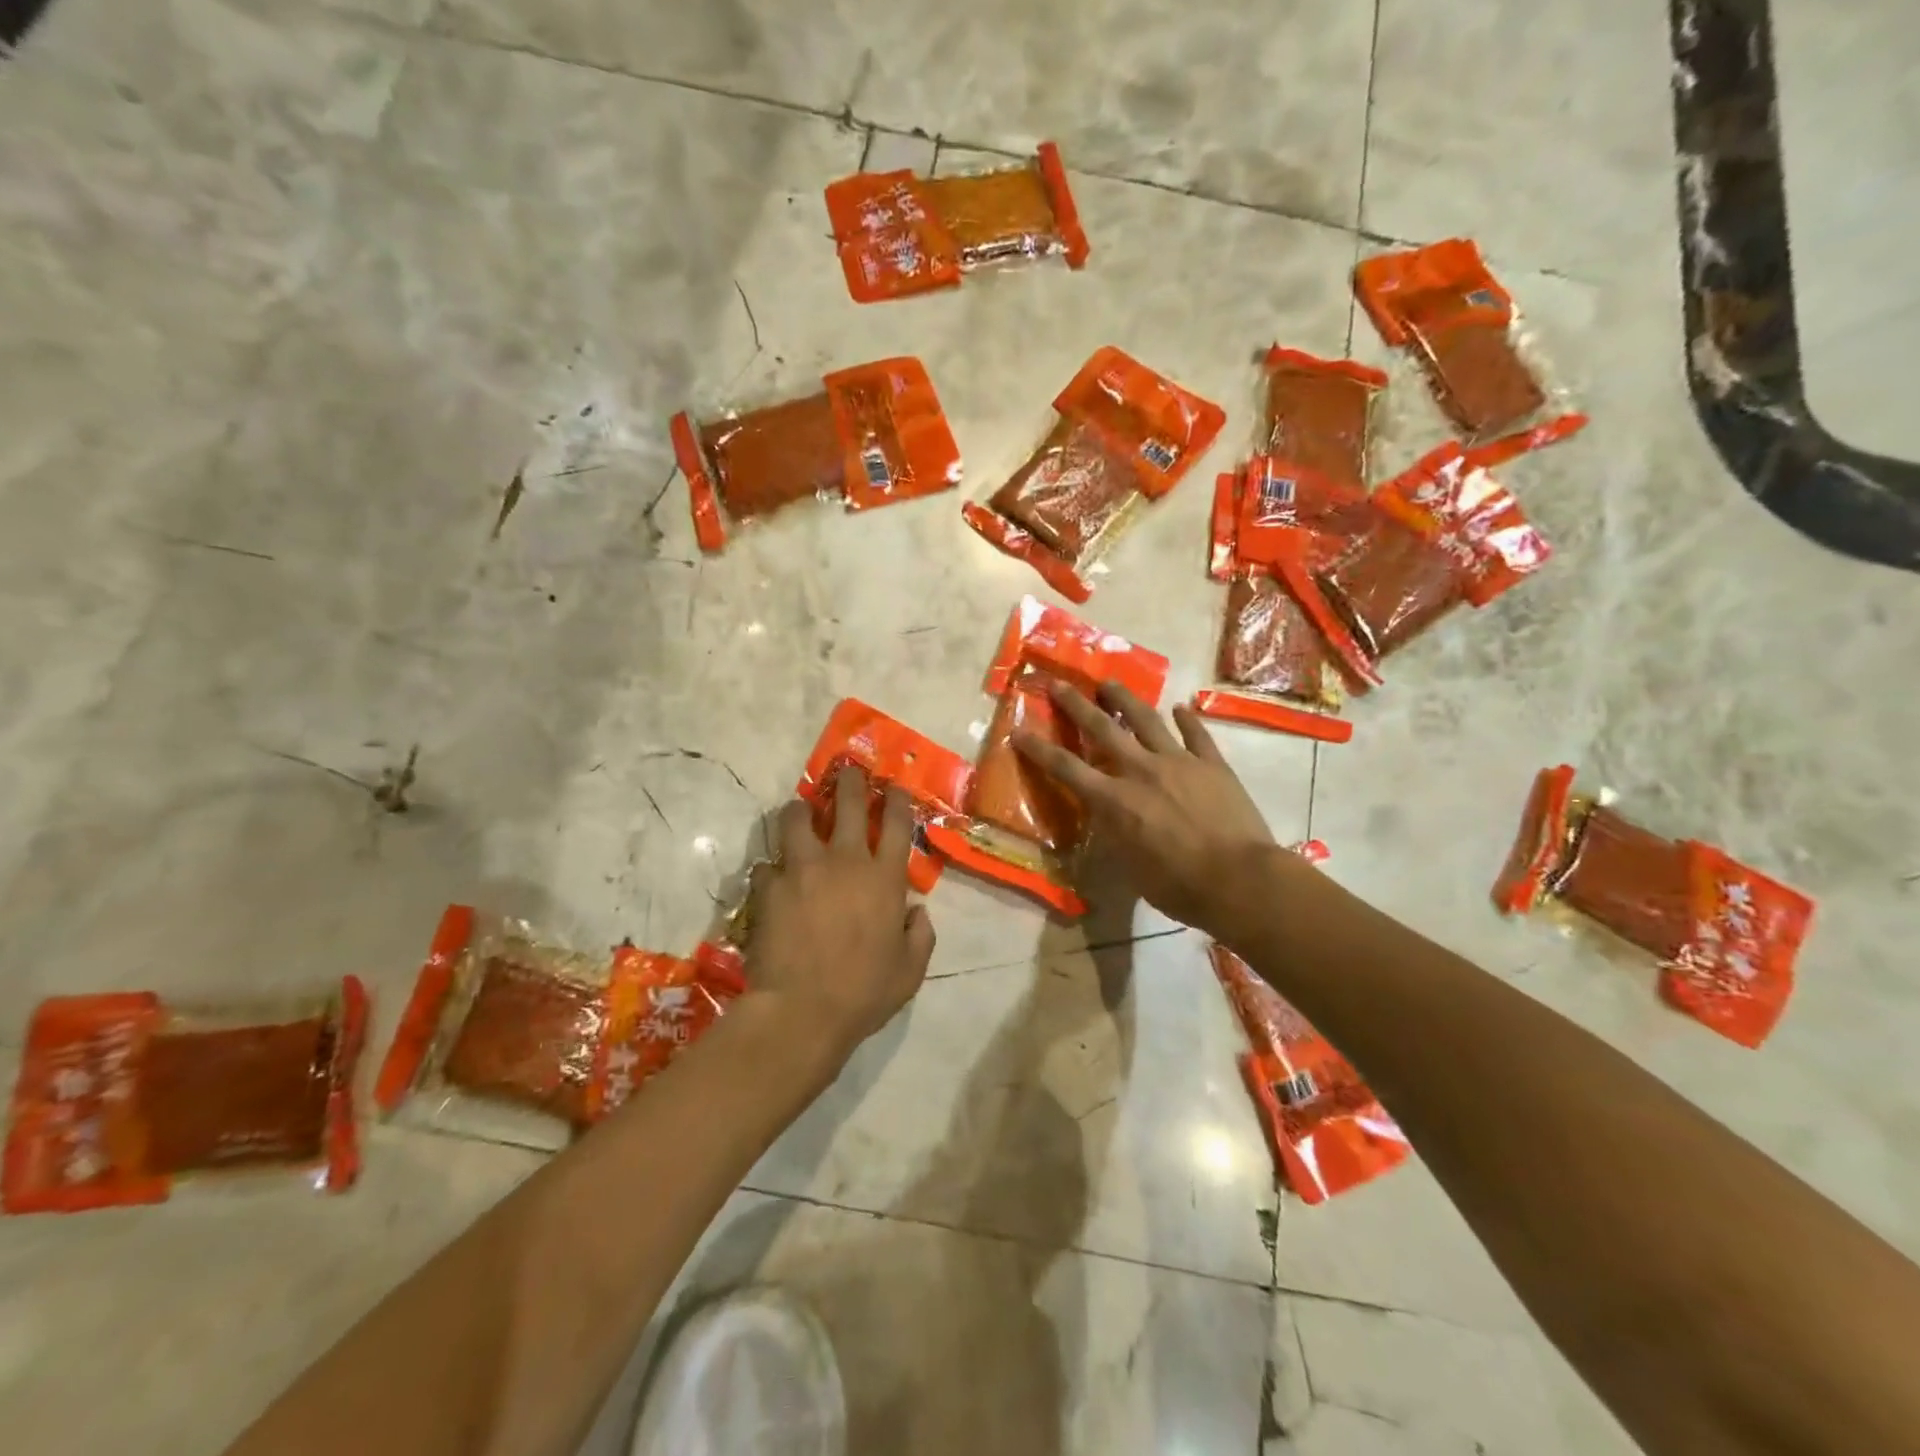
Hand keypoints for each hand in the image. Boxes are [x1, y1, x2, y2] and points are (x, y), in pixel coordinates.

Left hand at [744, 764, 936, 1067]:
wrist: (801, 1011)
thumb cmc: (863, 993)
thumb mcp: (910, 971)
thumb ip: (920, 935)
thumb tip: (916, 912)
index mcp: (884, 878)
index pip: (895, 822)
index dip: (895, 799)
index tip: (892, 788)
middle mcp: (845, 861)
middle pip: (848, 803)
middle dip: (850, 782)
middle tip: (847, 774)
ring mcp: (802, 869)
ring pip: (797, 819)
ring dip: (800, 811)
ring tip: (800, 812)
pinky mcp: (768, 886)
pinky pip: (767, 864)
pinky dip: (772, 869)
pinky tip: (773, 879)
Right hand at [1012, 682, 1278, 934]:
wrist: (1238, 879)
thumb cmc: (1178, 886)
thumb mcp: (1130, 868)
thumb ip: (1114, 836)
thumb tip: (1106, 819)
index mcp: (1115, 800)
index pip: (1066, 769)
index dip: (1038, 749)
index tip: (1019, 731)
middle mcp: (1140, 771)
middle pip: (1102, 729)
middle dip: (1076, 704)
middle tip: (1059, 683)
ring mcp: (1179, 762)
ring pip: (1146, 720)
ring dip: (1125, 699)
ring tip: (1110, 683)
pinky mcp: (1212, 764)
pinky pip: (1196, 734)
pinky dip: (1187, 719)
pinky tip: (1180, 708)